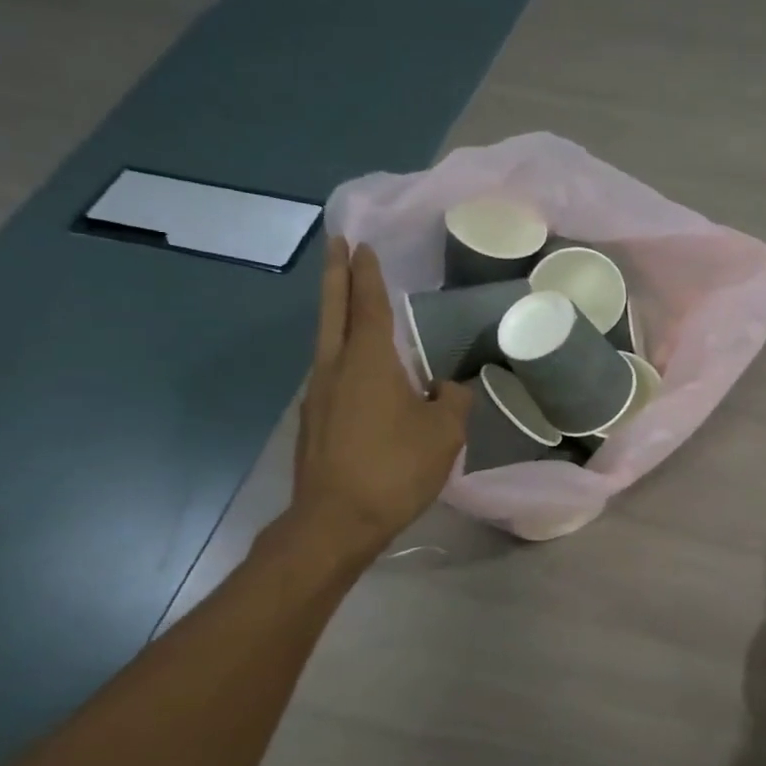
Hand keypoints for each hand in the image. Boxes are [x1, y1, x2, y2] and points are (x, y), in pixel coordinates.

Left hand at [288, 237, 470, 562]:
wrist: (335, 522)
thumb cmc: (394, 468)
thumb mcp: (444, 433)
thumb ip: (453, 400)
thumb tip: (448, 387)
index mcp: (368, 362)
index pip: (369, 305)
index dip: (367, 274)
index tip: (361, 244)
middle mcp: (335, 368)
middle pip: (333, 311)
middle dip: (335, 275)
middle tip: (335, 244)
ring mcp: (317, 395)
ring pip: (327, 342)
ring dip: (337, 314)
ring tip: (350, 302)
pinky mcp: (313, 422)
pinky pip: (329, 373)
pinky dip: (341, 354)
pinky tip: (358, 370)